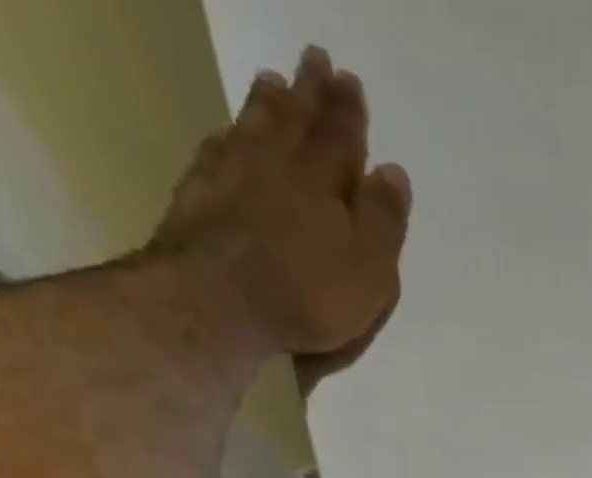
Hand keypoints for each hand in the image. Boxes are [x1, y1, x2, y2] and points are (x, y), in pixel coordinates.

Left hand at [151, 46, 409, 386]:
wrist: (215, 303)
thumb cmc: (308, 295)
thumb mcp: (369, 272)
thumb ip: (383, 223)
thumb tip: (393, 172)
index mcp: (323, 181)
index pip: (342, 136)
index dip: (348, 110)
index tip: (350, 80)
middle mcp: (277, 164)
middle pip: (296, 119)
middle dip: (309, 92)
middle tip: (315, 60)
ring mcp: (232, 174)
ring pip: (254, 126)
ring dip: (267, 104)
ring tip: (273, 82)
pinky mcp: (199, 195)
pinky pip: (218, 150)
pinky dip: (229, 136)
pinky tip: (229, 132)